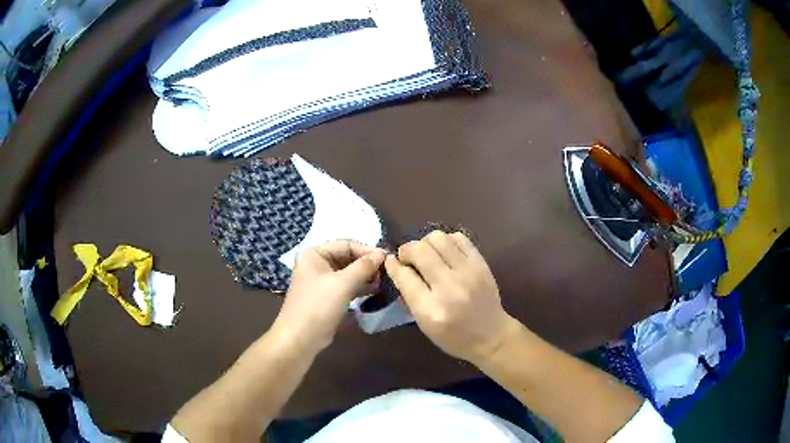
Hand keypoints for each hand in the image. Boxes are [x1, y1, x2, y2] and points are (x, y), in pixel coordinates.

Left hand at [272, 240, 385, 352]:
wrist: (301, 338)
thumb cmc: (318, 306)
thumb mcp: (343, 284)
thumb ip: (363, 267)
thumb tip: (382, 253)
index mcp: (315, 254)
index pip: (346, 244)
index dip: (367, 250)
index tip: (387, 258)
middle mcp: (317, 264)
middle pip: (347, 257)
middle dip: (367, 264)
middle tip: (386, 272)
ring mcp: (322, 281)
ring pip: (348, 273)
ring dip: (365, 276)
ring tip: (383, 282)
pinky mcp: (327, 296)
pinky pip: (346, 286)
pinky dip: (360, 287)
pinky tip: (375, 290)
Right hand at [384, 231, 517, 362]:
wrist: (491, 335)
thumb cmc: (453, 337)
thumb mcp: (424, 325)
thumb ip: (409, 297)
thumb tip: (397, 269)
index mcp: (430, 309)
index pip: (404, 276)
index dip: (393, 265)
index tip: (390, 261)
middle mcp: (448, 287)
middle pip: (419, 250)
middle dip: (407, 250)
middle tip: (409, 258)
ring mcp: (467, 272)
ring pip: (438, 238)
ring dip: (426, 243)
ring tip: (427, 254)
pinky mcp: (480, 264)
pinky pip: (459, 238)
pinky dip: (447, 241)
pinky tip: (446, 253)